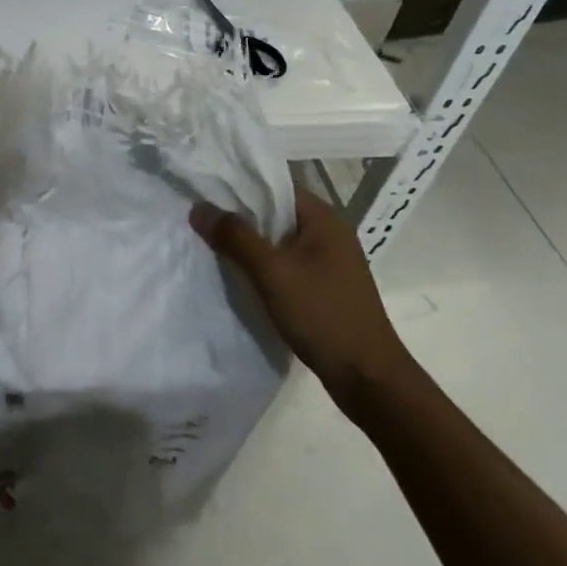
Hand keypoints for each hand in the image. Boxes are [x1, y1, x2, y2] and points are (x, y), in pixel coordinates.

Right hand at [191, 186, 416, 414]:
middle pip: (276, 213)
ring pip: (279, 241)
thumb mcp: (272, 272)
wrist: (368, 379)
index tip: (204, 191)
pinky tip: (239, 276)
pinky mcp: (325, 287)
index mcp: (324, 219)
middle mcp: (330, 233)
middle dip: (239, 216)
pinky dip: (263, 266)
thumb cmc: (322, 315)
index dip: (240, 186)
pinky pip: (286, 264)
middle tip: (200, 219)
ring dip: (250, 244)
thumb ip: (235, 237)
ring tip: (211, 245)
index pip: (275, 186)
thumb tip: (199, 207)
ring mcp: (329, 262)